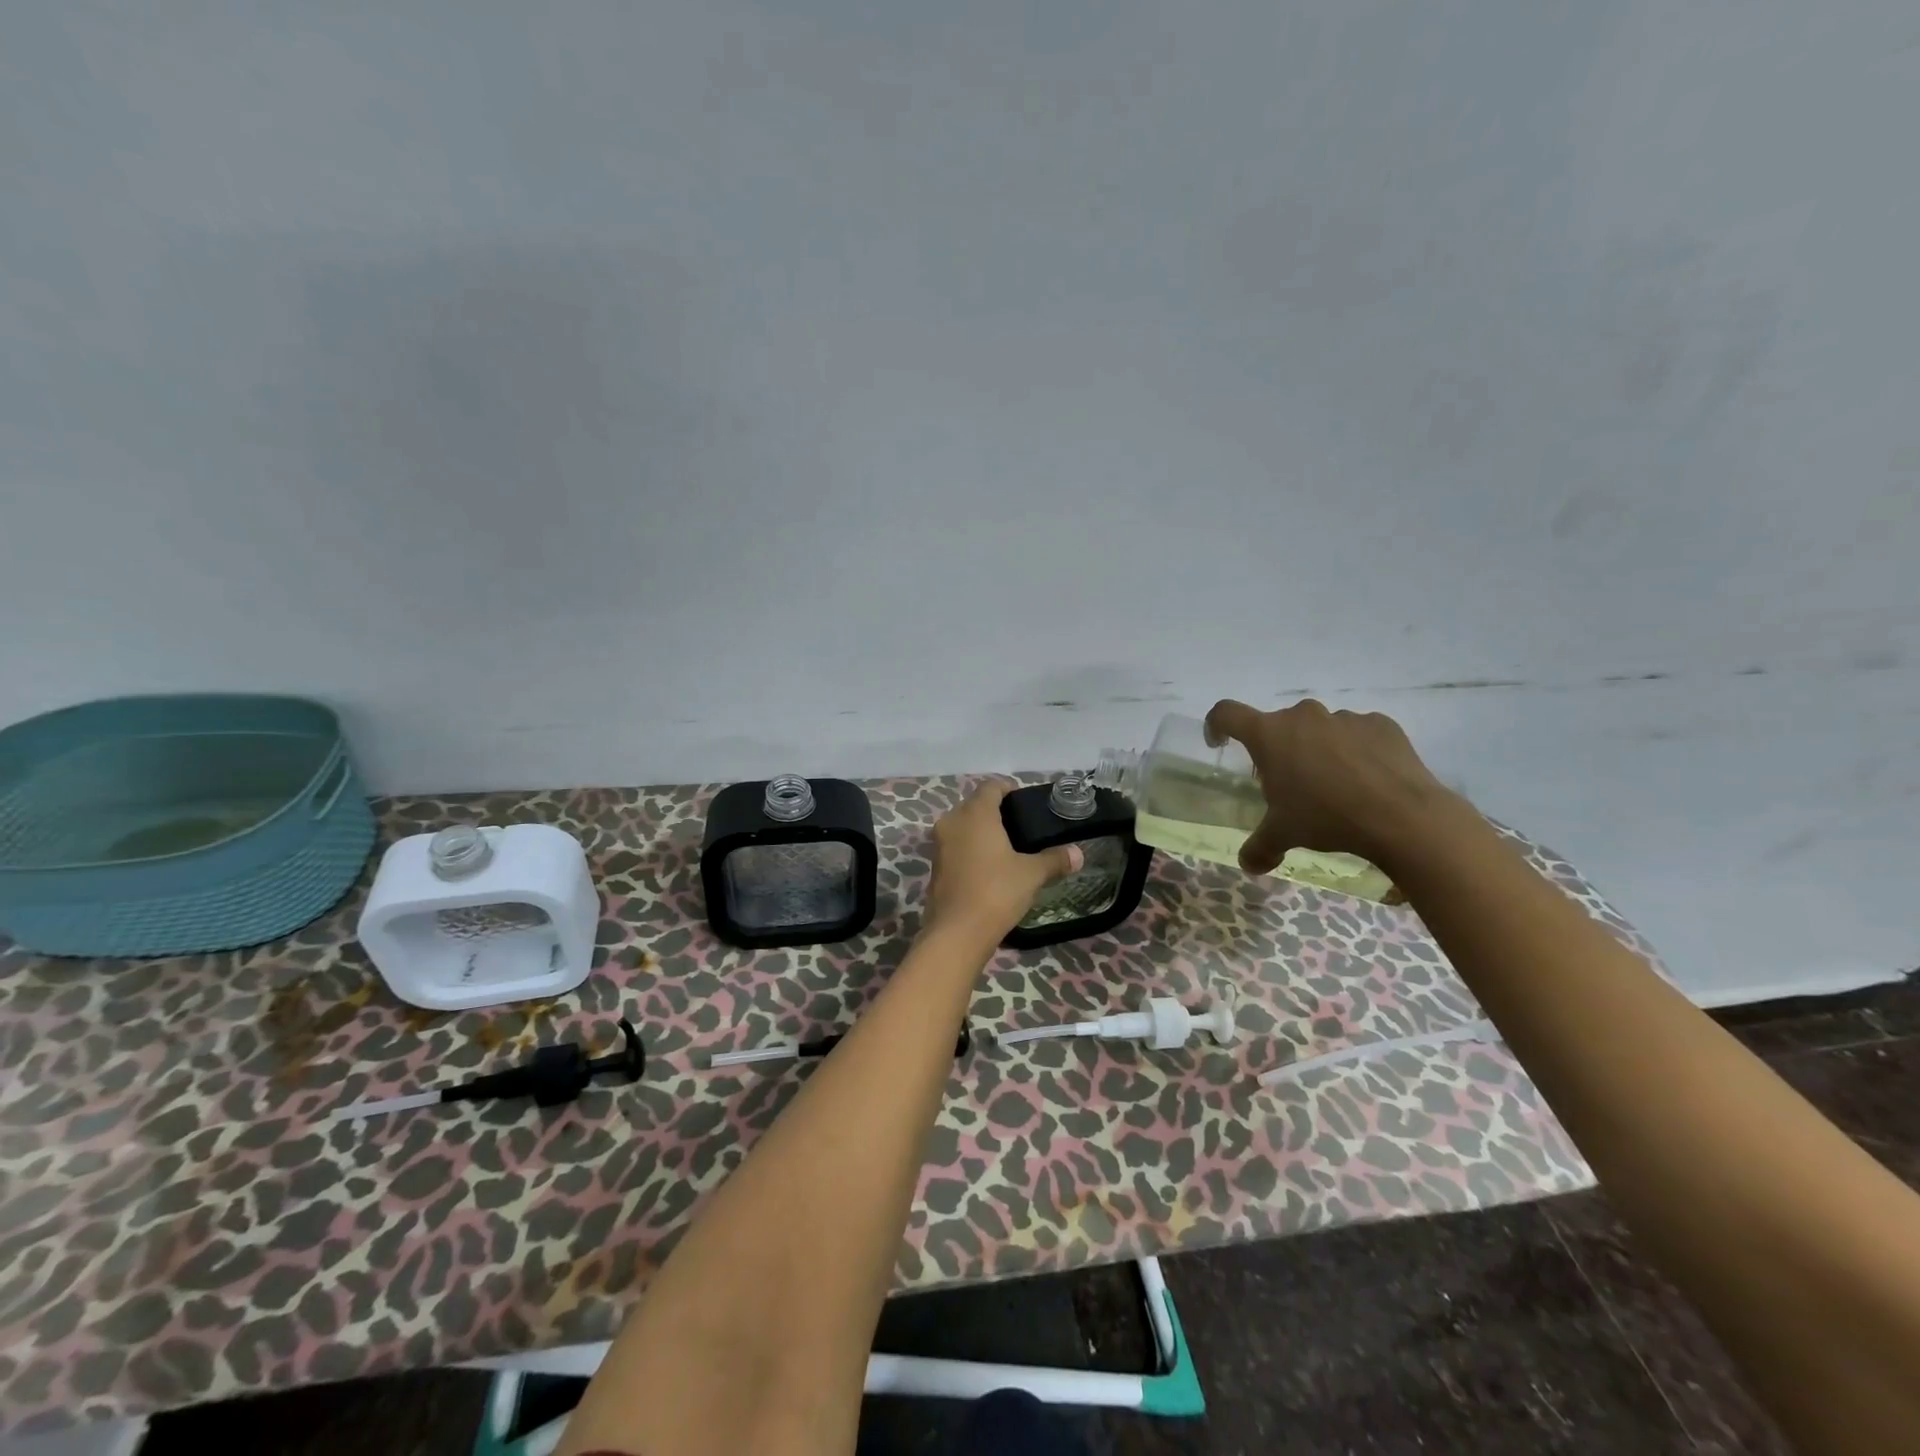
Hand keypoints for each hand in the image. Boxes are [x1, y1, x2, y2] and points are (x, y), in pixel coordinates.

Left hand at [924, 780, 1082, 944]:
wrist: (956, 933)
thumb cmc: (996, 892)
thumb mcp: (1031, 874)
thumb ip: (1054, 860)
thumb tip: (1078, 854)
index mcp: (975, 814)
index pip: (991, 787)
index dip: (1008, 789)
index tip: (1024, 802)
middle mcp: (952, 821)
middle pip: (974, 805)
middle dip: (995, 811)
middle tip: (1020, 826)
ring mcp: (939, 845)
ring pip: (962, 826)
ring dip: (980, 832)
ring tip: (1006, 847)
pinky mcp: (934, 866)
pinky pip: (955, 847)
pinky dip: (970, 850)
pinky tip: (989, 867)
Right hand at [1203, 698, 1458, 875]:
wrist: (1402, 816)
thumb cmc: (1326, 817)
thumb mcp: (1283, 835)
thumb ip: (1259, 847)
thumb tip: (1248, 866)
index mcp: (1269, 734)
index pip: (1226, 713)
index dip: (1217, 724)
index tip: (1219, 742)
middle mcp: (1303, 716)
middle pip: (1278, 725)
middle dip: (1279, 750)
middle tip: (1289, 784)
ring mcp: (1344, 717)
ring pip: (1320, 729)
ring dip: (1318, 750)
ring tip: (1335, 786)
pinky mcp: (1380, 723)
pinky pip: (1357, 733)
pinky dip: (1355, 751)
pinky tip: (1367, 780)